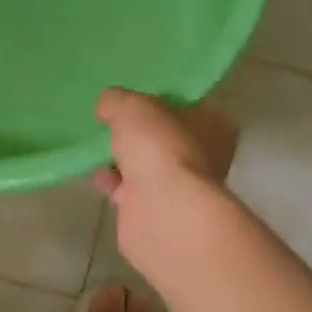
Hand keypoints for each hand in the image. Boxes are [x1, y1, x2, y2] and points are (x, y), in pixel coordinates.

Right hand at [94, 88, 238, 276]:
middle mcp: (207, 157)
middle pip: (169, 138)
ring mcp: (184, 189)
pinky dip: (116, 184)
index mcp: (215, 126)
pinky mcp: (160, 213)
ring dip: (127, 160)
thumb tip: (108, 105)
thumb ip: (118, 100)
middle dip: (143, 134)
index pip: (192, 106)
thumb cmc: (160, 147)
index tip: (138, 98)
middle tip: (113, 122)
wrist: (162, 211)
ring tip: (98, 147)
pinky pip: (134, 191)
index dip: (165, 101)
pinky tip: (96, 175)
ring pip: (151, 167)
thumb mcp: (132, 107)